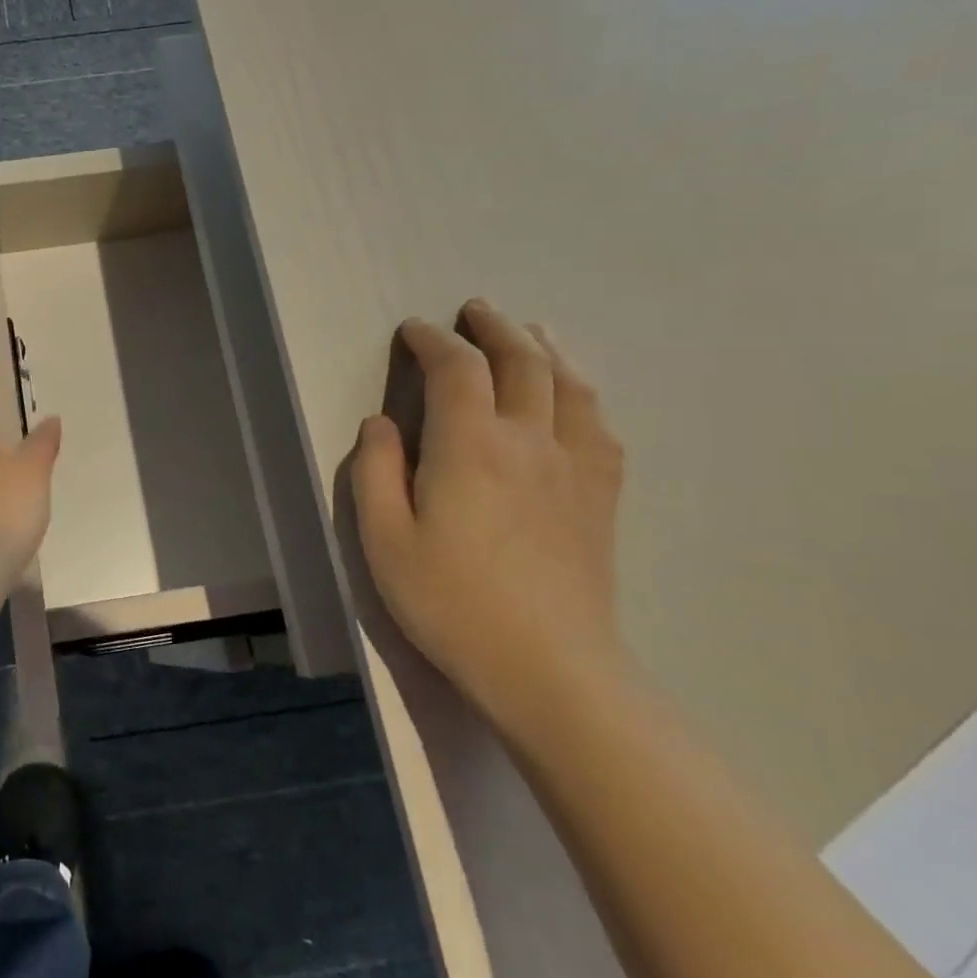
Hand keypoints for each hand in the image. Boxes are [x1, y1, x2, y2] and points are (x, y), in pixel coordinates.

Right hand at [350, 299, 626, 722]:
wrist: (548, 667)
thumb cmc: (451, 603)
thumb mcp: (384, 540)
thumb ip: (376, 472)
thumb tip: (381, 424)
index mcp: (469, 447)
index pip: (456, 369)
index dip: (433, 341)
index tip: (413, 332)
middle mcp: (528, 442)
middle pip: (522, 362)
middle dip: (495, 329)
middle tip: (475, 310)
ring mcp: (574, 467)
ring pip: (569, 385)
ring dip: (545, 348)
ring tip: (531, 332)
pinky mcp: (600, 497)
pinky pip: (599, 426)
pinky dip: (582, 394)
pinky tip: (575, 396)